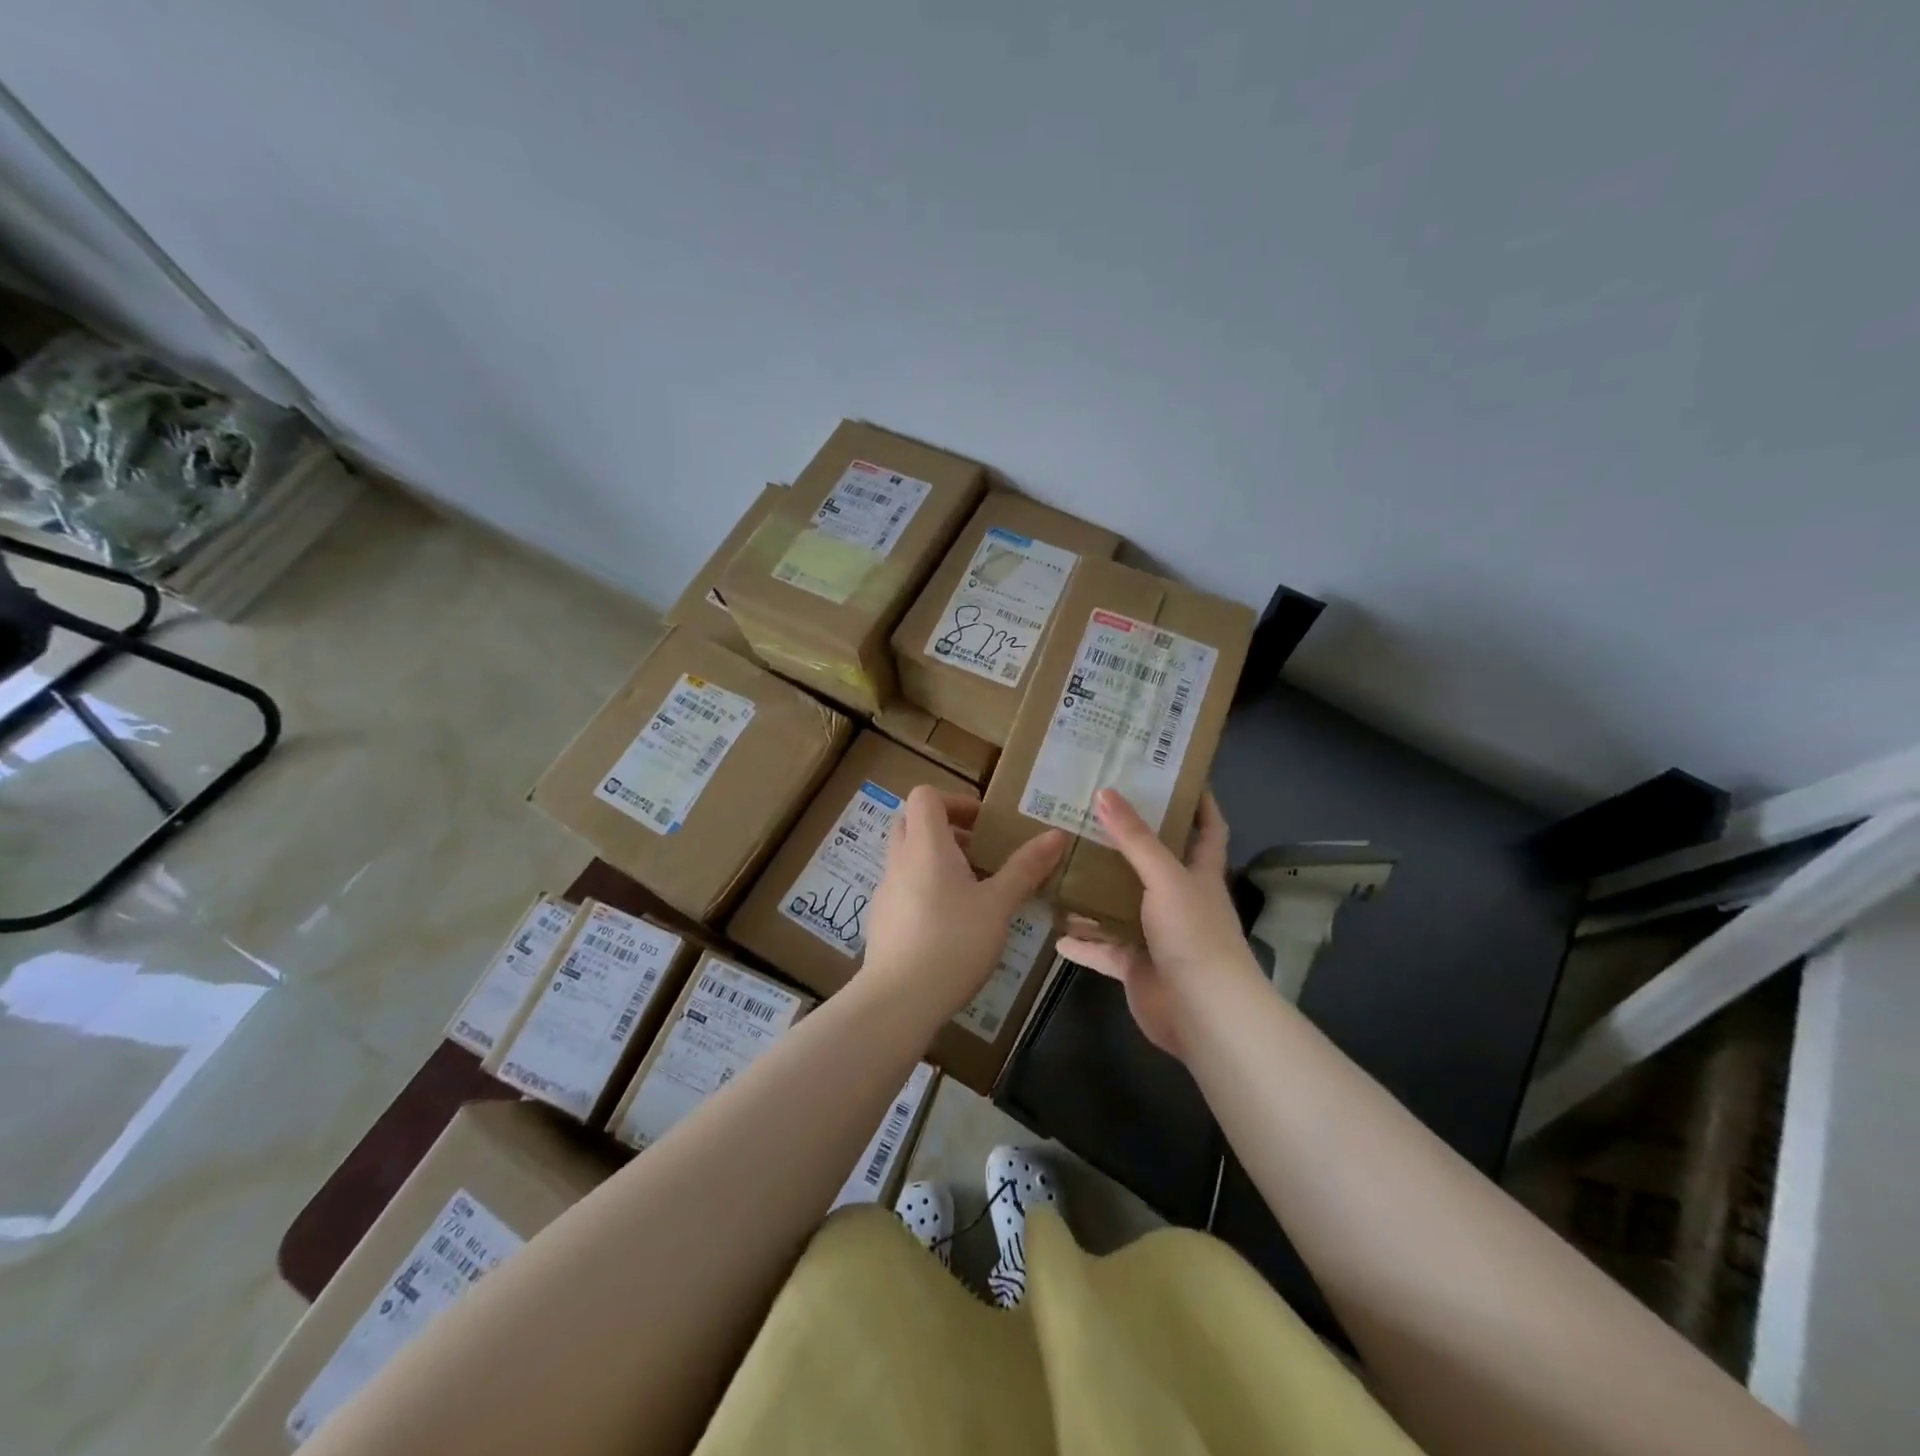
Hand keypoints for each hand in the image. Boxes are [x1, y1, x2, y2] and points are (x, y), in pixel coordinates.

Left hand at [857, 787, 1067, 1027]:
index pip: (924, 795)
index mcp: (925, 845)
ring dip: (935, 859)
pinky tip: (950, 922)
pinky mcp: (881, 919)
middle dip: (945, 828)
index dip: (954, 800)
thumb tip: (1056, 834)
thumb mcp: (998, 905)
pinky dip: (924, 887)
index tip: (983, 824)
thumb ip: (1025, 868)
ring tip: (972, 889)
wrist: (899, 1000)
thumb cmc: (953, 942)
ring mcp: (885, 890)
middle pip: (912, 822)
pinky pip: (902, 885)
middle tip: (979, 851)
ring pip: (906, 855)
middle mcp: (899, 859)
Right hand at [1056, 788, 1261, 1060]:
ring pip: (1121, 906)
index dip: (1200, 802)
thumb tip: (1105, 792)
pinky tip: (1054, 931)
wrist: (1203, 1013)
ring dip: (1096, 892)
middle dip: (1127, 842)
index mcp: (1199, 874)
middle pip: (1153, 864)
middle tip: (1092, 813)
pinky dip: (1082, 942)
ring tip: (1062, 866)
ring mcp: (1156, 936)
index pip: (1208, 829)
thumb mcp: (1165, 877)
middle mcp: (1179, 901)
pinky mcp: (1136, 966)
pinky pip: (1103, 949)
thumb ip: (1135, 839)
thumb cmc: (1194, 934)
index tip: (1177, 774)